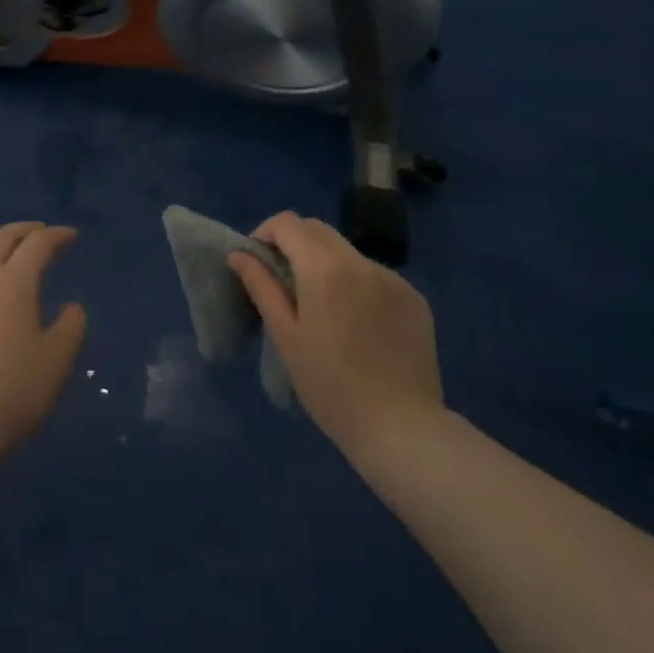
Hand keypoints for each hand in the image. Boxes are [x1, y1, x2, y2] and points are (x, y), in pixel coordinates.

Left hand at [0, 222, 87, 459]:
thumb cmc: (10, 392)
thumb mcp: (56, 362)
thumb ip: (71, 327)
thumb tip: (71, 307)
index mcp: (14, 282)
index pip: (39, 244)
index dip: (57, 236)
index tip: (71, 237)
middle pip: (2, 238)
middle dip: (25, 231)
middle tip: (41, 233)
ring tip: (7, 257)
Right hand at [228, 212, 444, 458]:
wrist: (403, 430)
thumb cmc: (332, 388)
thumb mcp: (286, 338)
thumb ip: (262, 287)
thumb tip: (239, 254)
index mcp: (325, 269)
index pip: (288, 222)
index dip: (266, 233)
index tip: (258, 262)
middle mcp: (361, 262)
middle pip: (318, 229)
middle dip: (294, 243)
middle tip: (283, 280)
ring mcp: (393, 278)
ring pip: (347, 252)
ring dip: (326, 264)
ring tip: (323, 308)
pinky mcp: (414, 297)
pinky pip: (374, 275)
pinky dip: (356, 284)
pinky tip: (357, 323)